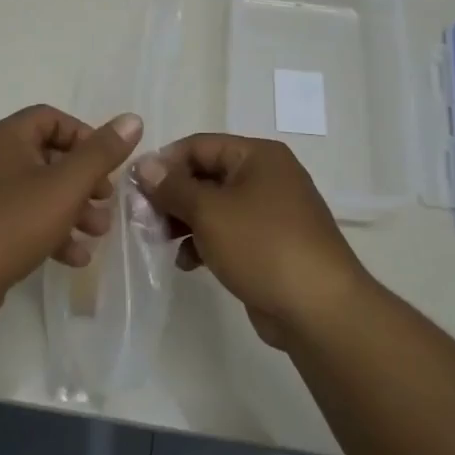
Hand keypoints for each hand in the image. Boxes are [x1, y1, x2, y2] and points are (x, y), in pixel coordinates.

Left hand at [0, 105, 143, 317]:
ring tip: (97, 233)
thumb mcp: (66, 186)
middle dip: (83, 181)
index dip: (85, 136)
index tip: (107, 164)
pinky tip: (73, 257)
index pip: (51, 118)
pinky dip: (47, 230)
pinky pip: (19, 217)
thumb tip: (132, 120)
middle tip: (106, 201)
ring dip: (71, 209)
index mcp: (5, 136)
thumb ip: (101, 153)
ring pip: (35, 191)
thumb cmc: (12, 223)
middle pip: (46, 156)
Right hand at [135, 134, 362, 346]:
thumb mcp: (209, 211)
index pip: (198, 145)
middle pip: (205, 175)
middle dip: (172, 196)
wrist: (319, 310)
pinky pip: (228, 233)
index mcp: (257, 156)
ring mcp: (270, 212)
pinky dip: (205, 242)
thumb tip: (144, 165)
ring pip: (214, 206)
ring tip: (159, 241)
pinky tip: (187, 262)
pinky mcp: (269, 245)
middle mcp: (266, 177)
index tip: (135, 187)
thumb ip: (172, 187)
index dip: (164, 163)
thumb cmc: (262, 246)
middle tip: (143, 218)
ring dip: (184, 221)